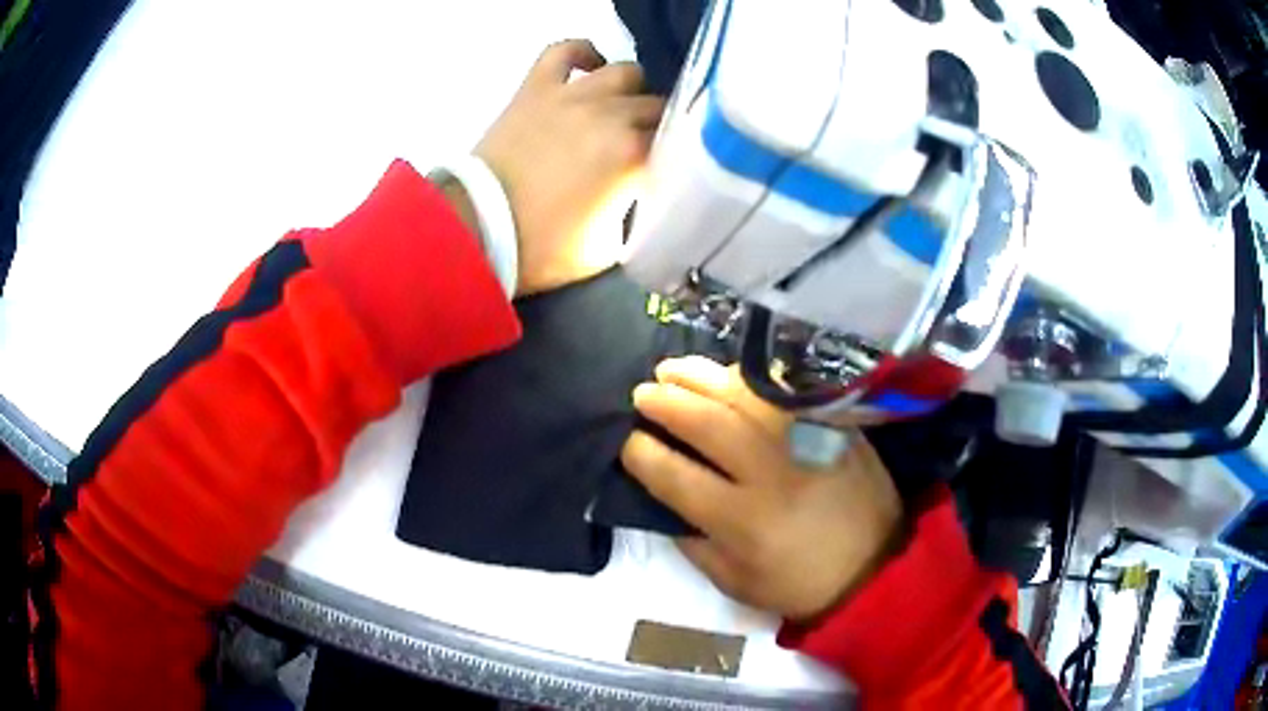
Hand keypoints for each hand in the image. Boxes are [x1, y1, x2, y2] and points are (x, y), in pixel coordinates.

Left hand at [476, 40, 663, 295]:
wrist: (477, 229)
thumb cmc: (541, 247)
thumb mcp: (606, 248)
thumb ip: (632, 214)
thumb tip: (637, 194)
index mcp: (633, 156)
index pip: (679, 145)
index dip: (679, 159)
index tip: (673, 172)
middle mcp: (611, 114)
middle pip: (657, 107)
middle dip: (659, 128)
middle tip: (647, 149)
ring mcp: (572, 95)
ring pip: (626, 73)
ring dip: (632, 92)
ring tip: (622, 110)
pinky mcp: (537, 88)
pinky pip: (565, 50)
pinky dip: (583, 53)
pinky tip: (592, 67)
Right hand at [620, 357, 903, 621]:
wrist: (876, 566)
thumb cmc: (799, 582)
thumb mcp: (735, 580)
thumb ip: (692, 541)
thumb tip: (661, 500)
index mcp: (743, 521)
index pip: (676, 477)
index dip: (642, 454)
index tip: (627, 442)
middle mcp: (771, 473)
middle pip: (708, 424)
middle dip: (666, 403)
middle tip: (642, 394)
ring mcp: (806, 441)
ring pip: (744, 395)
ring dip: (701, 376)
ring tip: (672, 370)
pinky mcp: (832, 424)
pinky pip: (783, 388)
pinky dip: (747, 376)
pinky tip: (726, 373)